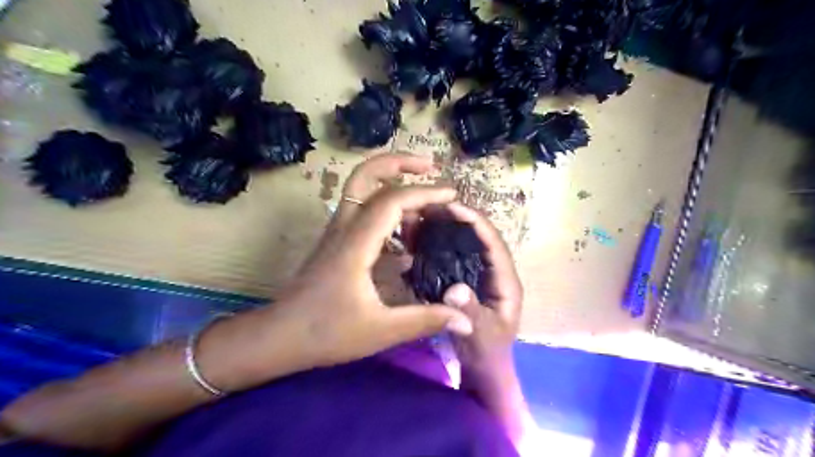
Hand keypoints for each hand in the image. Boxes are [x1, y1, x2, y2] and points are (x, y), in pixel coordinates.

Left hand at [270, 155, 470, 369]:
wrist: (279, 337)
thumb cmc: (326, 333)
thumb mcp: (381, 330)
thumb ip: (425, 321)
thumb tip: (467, 321)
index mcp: (355, 244)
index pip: (391, 201)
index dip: (424, 193)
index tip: (451, 195)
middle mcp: (343, 228)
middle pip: (365, 175)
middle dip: (399, 163)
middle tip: (429, 166)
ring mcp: (336, 232)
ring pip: (360, 189)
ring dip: (392, 183)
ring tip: (423, 203)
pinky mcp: (335, 241)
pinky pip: (361, 210)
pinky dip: (386, 208)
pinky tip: (404, 234)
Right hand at [440, 203, 521, 388]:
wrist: (483, 369)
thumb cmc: (487, 354)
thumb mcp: (480, 337)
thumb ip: (471, 314)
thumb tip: (454, 288)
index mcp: (506, 282)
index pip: (494, 245)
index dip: (477, 223)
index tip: (454, 208)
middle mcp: (496, 274)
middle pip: (482, 238)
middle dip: (462, 220)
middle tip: (435, 207)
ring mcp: (482, 277)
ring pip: (470, 245)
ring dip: (452, 229)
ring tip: (429, 216)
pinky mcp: (469, 282)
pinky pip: (458, 257)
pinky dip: (445, 245)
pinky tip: (427, 239)